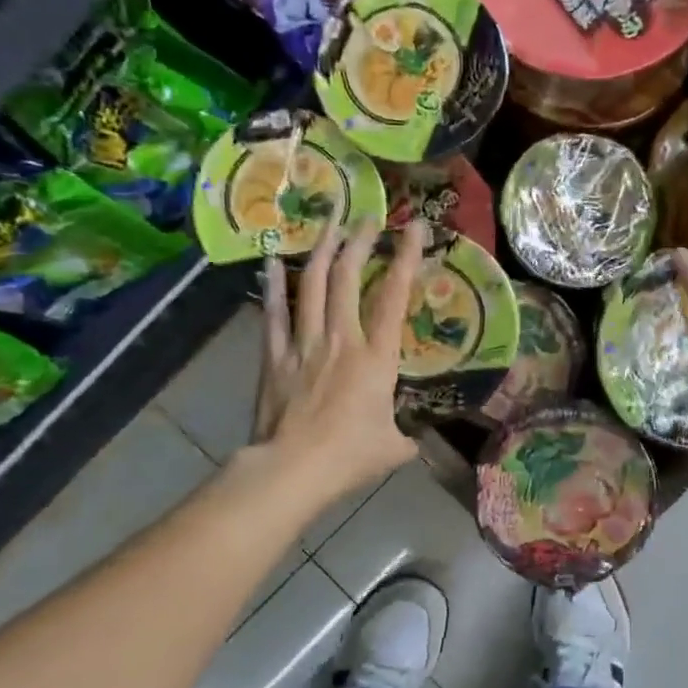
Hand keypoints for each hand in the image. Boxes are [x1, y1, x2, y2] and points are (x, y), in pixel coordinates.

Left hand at [250, 216, 427, 501]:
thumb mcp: (394, 448)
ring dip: (322, 250)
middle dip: (359, 241)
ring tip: (330, 223)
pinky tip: (272, 260)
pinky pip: (274, 313)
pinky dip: (273, 285)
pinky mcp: (275, 357)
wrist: (292, 470)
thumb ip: (406, 436)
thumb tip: (412, 439)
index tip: (415, 228)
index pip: (394, 298)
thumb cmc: (350, 457)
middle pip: (347, 277)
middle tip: (368, 217)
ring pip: (312, 285)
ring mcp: (304, 344)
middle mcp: (341, 339)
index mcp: (377, 358)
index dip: (406, 259)